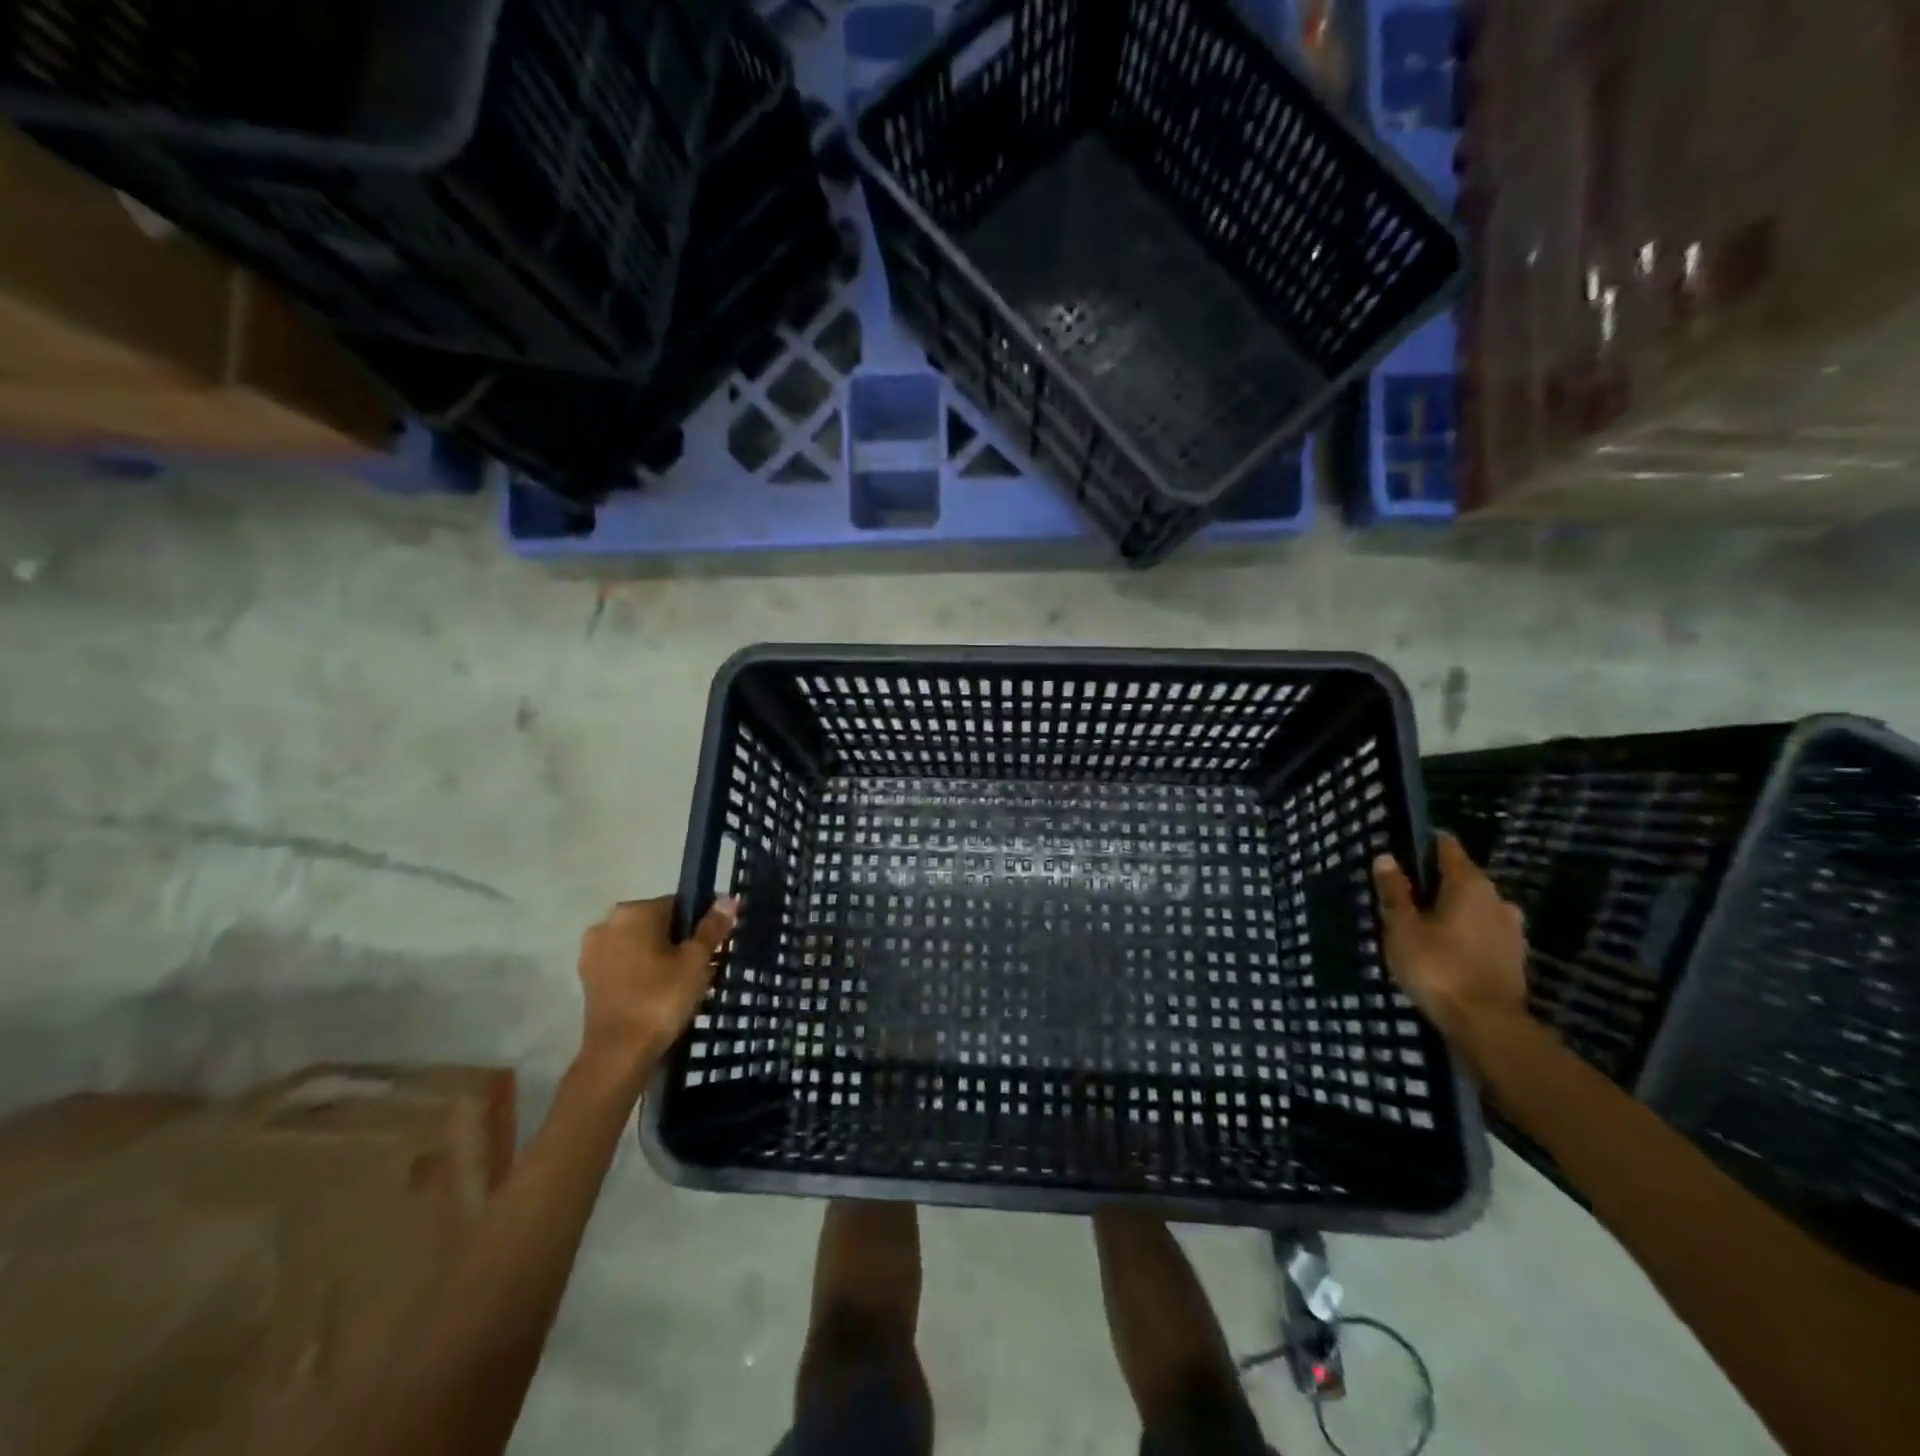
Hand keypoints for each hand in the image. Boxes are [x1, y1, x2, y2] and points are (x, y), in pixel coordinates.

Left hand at [575, 895, 737, 1091]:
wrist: (618, 1053)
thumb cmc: (661, 998)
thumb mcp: (696, 961)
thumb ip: (712, 928)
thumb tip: (729, 898)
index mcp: (634, 911)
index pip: (678, 904)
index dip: (700, 924)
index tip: (713, 947)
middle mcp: (607, 923)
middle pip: (657, 923)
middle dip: (678, 941)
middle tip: (701, 968)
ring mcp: (593, 951)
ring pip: (639, 944)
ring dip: (659, 956)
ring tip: (682, 984)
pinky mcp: (588, 977)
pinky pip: (624, 963)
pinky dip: (641, 972)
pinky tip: (657, 993)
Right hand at [1372, 834, 1527, 1043]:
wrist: (1486, 1023)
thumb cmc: (1437, 966)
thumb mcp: (1402, 927)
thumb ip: (1395, 891)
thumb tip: (1386, 857)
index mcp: (1469, 884)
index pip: (1447, 849)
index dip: (1426, 844)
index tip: (1405, 848)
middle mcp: (1497, 898)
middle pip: (1463, 878)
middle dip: (1437, 883)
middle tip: (1407, 894)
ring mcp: (1512, 929)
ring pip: (1476, 907)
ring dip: (1454, 910)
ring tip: (1427, 924)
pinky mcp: (1516, 956)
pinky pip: (1485, 931)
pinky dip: (1468, 933)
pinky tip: (1449, 948)